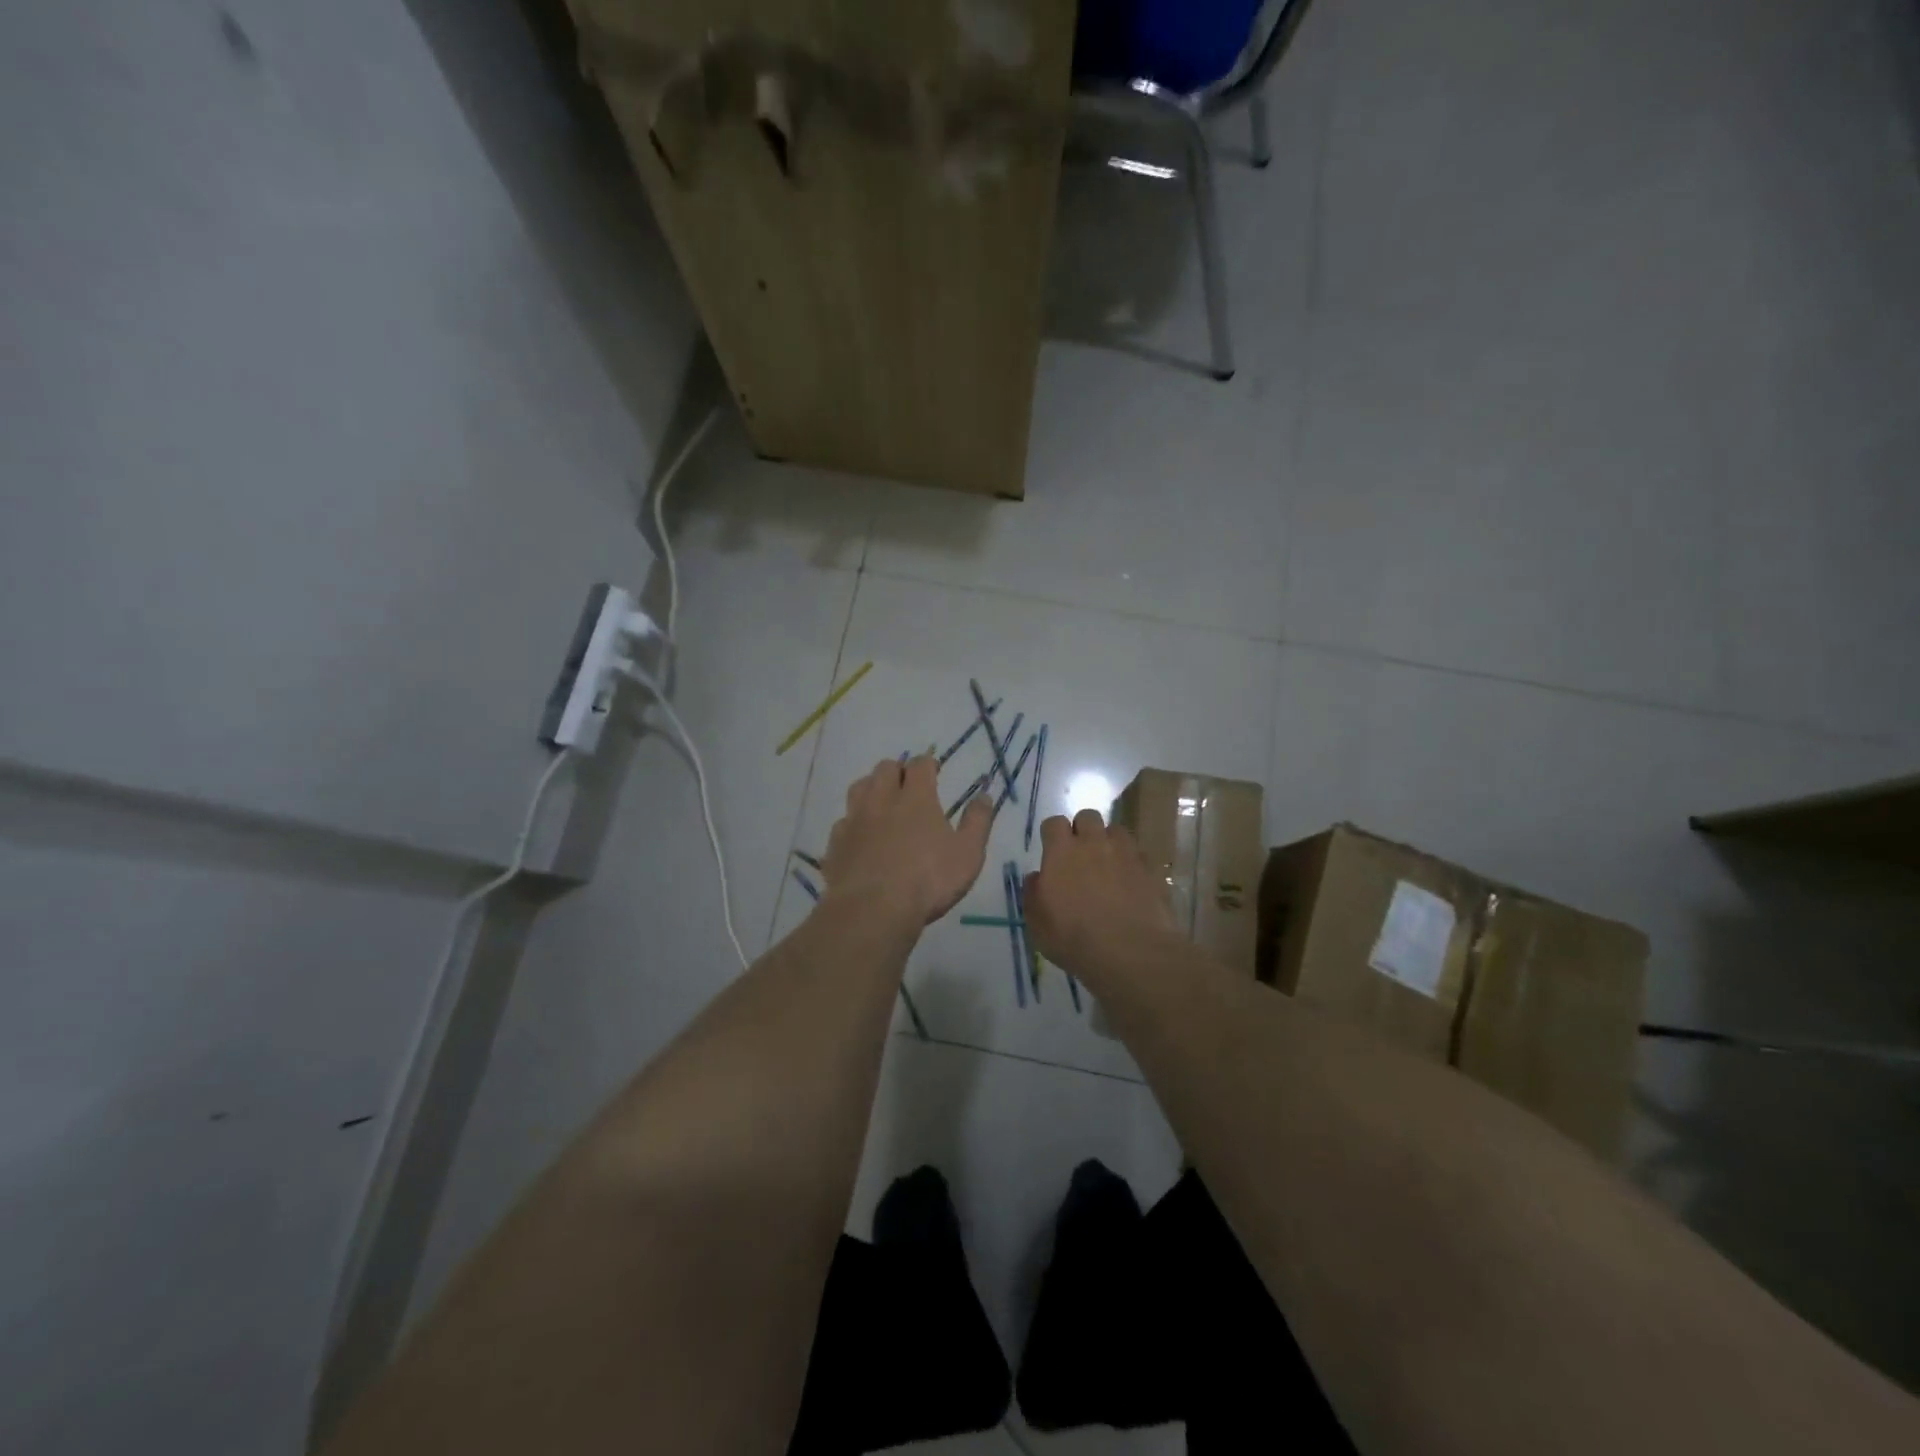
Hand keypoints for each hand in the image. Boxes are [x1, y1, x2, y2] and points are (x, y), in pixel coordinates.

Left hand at [821, 756, 994, 926]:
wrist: (872, 910)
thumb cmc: (928, 880)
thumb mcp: (968, 853)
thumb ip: (977, 822)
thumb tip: (984, 795)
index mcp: (916, 798)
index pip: (920, 764)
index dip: (927, 763)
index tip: (933, 769)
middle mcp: (882, 800)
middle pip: (885, 768)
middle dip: (898, 770)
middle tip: (908, 784)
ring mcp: (855, 820)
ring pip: (859, 787)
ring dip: (871, 788)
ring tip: (882, 801)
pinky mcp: (836, 843)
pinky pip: (843, 821)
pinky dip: (854, 822)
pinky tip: (861, 836)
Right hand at [1023, 809, 1176, 980]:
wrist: (1130, 952)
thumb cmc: (1074, 939)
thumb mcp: (1037, 924)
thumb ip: (1033, 894)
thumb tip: (1037, 877)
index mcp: (1062, 852)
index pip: (1054, 823)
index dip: (1052, 834)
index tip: (1052, 851)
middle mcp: (1094, 843)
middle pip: (1087, 817)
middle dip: (1082, 830)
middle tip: (1080, 855)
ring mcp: (1126, 853)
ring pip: (1116, 830)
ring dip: (1109, 842)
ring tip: (1109, 865)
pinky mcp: (1150, 868)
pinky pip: (1138, 854)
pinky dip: (1132, 862)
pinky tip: (1130, 883)